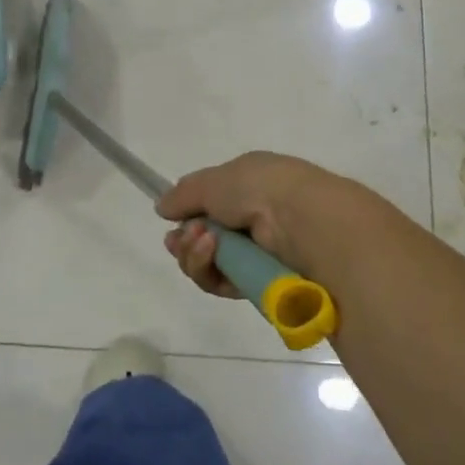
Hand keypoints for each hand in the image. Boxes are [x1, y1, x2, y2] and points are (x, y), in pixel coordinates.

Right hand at [155, 151, 335, 297]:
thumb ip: (185, 194)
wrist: (301, 221)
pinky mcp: (258, 284)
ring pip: (209, 263)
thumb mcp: (215, 180)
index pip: (212, 203)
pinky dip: (209, 269)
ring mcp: (257, 253)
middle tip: (179, 239)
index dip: (188, 213)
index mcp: (250, 185)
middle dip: (186, 240)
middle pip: (204, 237)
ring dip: (195, 254)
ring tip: (202, 241)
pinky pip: (221, 283)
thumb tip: (162, 206)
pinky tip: (210, 251)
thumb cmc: (259, 188)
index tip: (170, 219)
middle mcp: (254, 219)